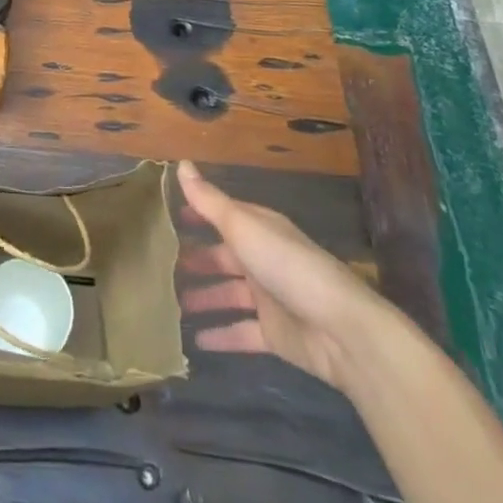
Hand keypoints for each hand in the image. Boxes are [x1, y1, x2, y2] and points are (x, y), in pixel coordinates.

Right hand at [176, 159, 390, 389]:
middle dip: (196, 260)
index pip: (222, 216)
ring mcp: (270, 299)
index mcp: (259, 229)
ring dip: (203, 297)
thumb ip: (209, 200)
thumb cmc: (287, 265)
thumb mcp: (242, 226)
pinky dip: (220, 335)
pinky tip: (193, 340)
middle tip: (160, 265)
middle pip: (223, 257)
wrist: (342, 330)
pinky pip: (241, 332)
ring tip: (168, 303)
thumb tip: (181, 163)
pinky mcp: (275, 335)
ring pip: (228, 295)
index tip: (167, 217)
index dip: (197, 215)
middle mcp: (263, 259)